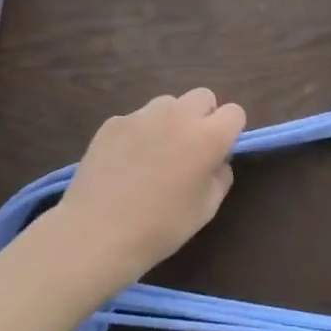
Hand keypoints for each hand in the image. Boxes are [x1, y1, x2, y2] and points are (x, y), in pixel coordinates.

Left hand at [44, 89, 245, 289]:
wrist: (96, 234)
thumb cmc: (160, 227)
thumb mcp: (207, 208)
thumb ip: (220, 175)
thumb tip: (216, 160)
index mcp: (208, 137)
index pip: (235, 112)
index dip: (230, 131)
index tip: (218, 153)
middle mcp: (179, 116)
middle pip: (202, 96)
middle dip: (203, 116)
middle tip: (190, 149)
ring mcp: (142, 116)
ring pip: (168, 104)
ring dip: (171, 120)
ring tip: (156, 153)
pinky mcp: (112, 123)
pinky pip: (137, 118)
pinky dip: (139, 133)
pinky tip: (126, 162)